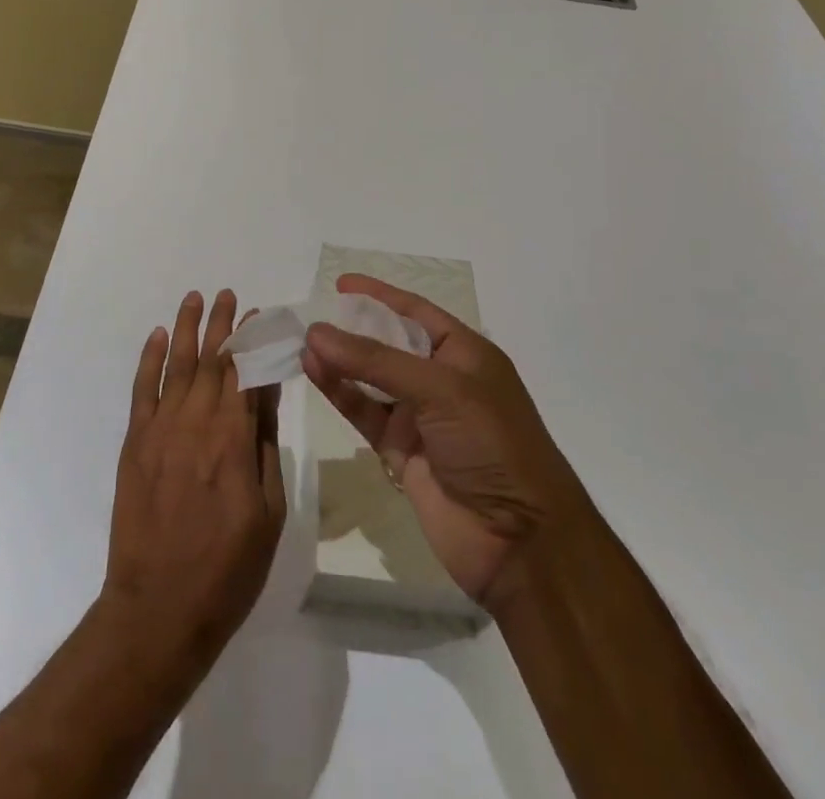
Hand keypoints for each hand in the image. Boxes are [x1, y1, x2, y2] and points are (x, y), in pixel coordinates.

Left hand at [101, 290, 286, 671]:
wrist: (158, 609)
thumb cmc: (228, 569)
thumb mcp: (269, 512)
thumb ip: (265, 446)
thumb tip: (267, 393)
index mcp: (234, 440)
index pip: (246, 373)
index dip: (253, 341)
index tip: (260, 314)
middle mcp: (196, 423)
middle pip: (213, 360)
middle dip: (223, 324)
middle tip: (230, 294)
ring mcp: (160, 430)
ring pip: (177, 365)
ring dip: (188, 328)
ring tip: (195, 298)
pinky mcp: (134, 443)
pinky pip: (142, 390)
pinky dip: (150, 359)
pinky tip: (159, 336)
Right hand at [302, 275, 584, 610]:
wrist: (520, 541)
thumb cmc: (492, 444)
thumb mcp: (440, 389)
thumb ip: (376, 360)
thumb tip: (317, 332)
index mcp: (465, 354)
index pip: (416, 312)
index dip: (380, 295)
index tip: (341, 284)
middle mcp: (441, 380)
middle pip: (389, 343)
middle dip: (353, 328)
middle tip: (312, 313)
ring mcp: (420, 417)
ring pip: (371, 379)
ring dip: (340, 361)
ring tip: (304, 343)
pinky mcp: (401, 451)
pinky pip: (364, 412)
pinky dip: (340, 393)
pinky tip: (314, 372)